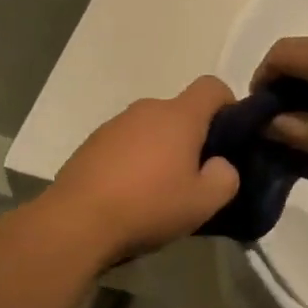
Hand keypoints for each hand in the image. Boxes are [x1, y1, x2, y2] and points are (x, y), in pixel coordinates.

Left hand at [43, 76, 239, 263]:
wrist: (77, 220)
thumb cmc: (148, 206)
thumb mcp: (203, 203)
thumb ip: (226, 177)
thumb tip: (220, 165)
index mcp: (179, 115)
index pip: (212, 86)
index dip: (228, 104)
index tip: (230, 136)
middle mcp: (147, 109)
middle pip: (181, 111)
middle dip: (193, 137)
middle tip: (196, 175)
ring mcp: (115, 123)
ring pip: (152, 128)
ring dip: (162, 149)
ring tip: (160, 190)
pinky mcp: (92, 142)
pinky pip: (126, 142)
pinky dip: (134, 160)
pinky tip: (129, 194)